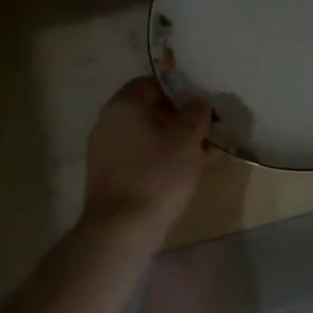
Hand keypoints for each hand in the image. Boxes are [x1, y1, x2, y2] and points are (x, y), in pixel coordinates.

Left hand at [83, 77, 217, 226]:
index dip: (179, 92)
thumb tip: (197, 102)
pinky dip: (162, 160)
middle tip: (207, 133)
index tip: (200, 108)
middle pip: (150, 111)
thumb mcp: (187, 138)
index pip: (152, 84)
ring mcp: (106, 151)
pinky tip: (187, 172)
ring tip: (205, 156)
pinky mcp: (109, 176)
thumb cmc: (157, 174)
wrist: (122, 228)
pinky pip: (141, 158)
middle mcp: (109, 123)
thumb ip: (196, 113)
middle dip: (180, 121)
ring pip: (148, 137)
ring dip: (175, 142)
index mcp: (124, 105)